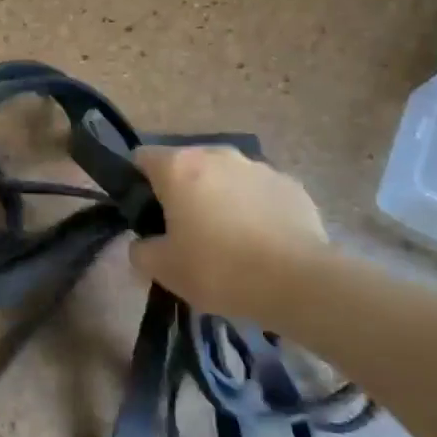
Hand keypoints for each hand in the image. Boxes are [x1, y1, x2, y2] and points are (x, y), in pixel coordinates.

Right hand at [127, 145, 330, 319]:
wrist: (299, 282)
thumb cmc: (219, 269)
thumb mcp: (163, 269)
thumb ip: (140, 250)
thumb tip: (142, 243)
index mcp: (179, 167)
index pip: (142, 157)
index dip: (138, 184)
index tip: (146, 215)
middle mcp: (217, 154)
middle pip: (186, 165)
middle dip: (182, 191)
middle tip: (185, 232)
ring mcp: (258, 166)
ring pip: (225, 176)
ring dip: (219, 198)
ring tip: (228, 240)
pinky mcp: (291, 185)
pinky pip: (259, 192)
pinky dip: (254, 209)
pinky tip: (262, 243)